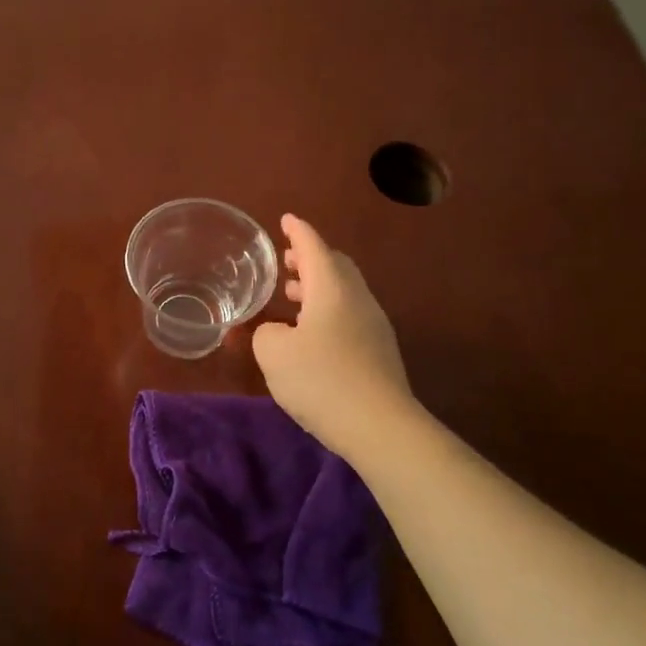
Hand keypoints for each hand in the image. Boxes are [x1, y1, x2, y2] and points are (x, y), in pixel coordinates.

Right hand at [253, 214, 416, 457]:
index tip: (286, 219)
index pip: (314, 247)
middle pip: (335, 266)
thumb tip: (277, 333)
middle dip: (310, 259)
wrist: (379, 426)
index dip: (298, 231)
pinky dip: (326, 311)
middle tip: (286, 262)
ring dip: (317, 288)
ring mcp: (373, 326)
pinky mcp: (379, 352)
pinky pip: (349, 316)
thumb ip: (266, 333)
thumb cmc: (321, 379)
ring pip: (344, 292)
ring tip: (291, 296)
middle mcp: (357, 299)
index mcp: (332, 288)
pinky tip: (310, 334)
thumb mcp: (274, 353)